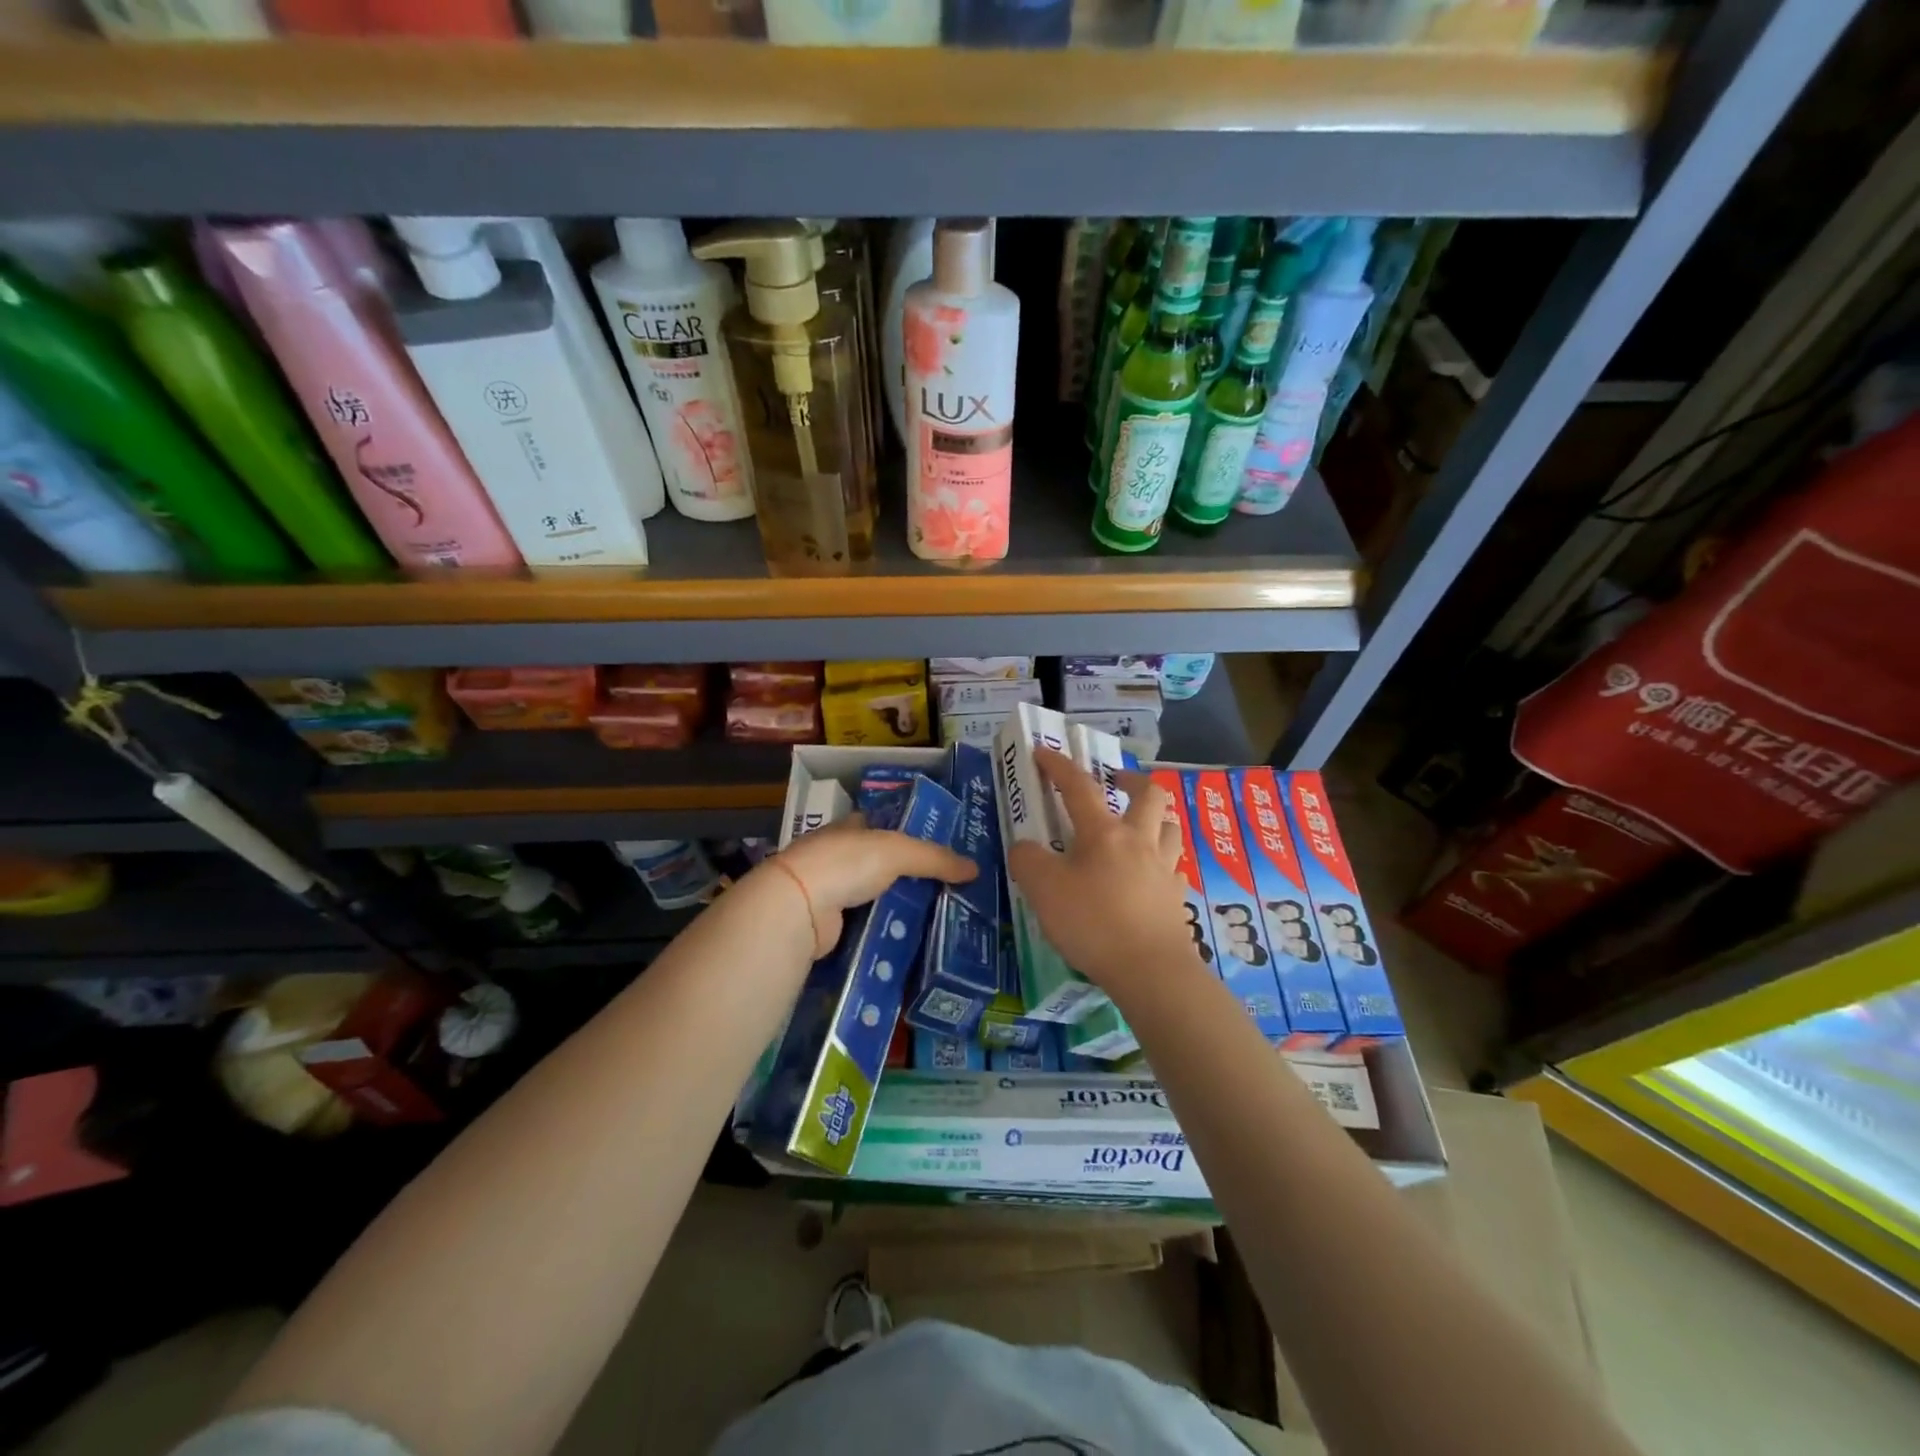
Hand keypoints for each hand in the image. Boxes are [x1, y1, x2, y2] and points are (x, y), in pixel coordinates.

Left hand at [769, 816, 977, 958]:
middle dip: (909, 876)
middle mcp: (838, 855)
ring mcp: (831, 891)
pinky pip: (865, 925)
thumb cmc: (846, 863)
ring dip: (898, 906)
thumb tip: (975, 868)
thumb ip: (936, 858)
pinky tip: (909, 938)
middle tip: (948, 890)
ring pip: (875, 897)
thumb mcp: (899, 851)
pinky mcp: (829, 924)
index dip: (910, 834)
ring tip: (937, 917)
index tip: (940, 852)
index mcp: (850, 828)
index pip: (884, 826)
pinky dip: (883, 930)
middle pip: (882, 865)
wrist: (798, 907)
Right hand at [1007, 748, 1200, 999]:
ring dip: (1156, 818)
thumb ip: (1027, 860)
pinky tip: (1150, 875)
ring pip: (1170, 827)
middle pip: (1149, 795)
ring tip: (1138, 827)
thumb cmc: (1093, 923)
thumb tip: (1027, 848)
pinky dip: (1163, 861)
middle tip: (1116, 783)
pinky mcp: (1177, 898)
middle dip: (1132, 780)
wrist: (1150, 970)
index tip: (1044, 752)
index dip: (1059, 766)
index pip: (1079, 787)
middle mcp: (1139, 841)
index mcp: (1104, 833)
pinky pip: (1174, 867)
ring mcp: (1164, 869)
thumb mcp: (1042, 890)